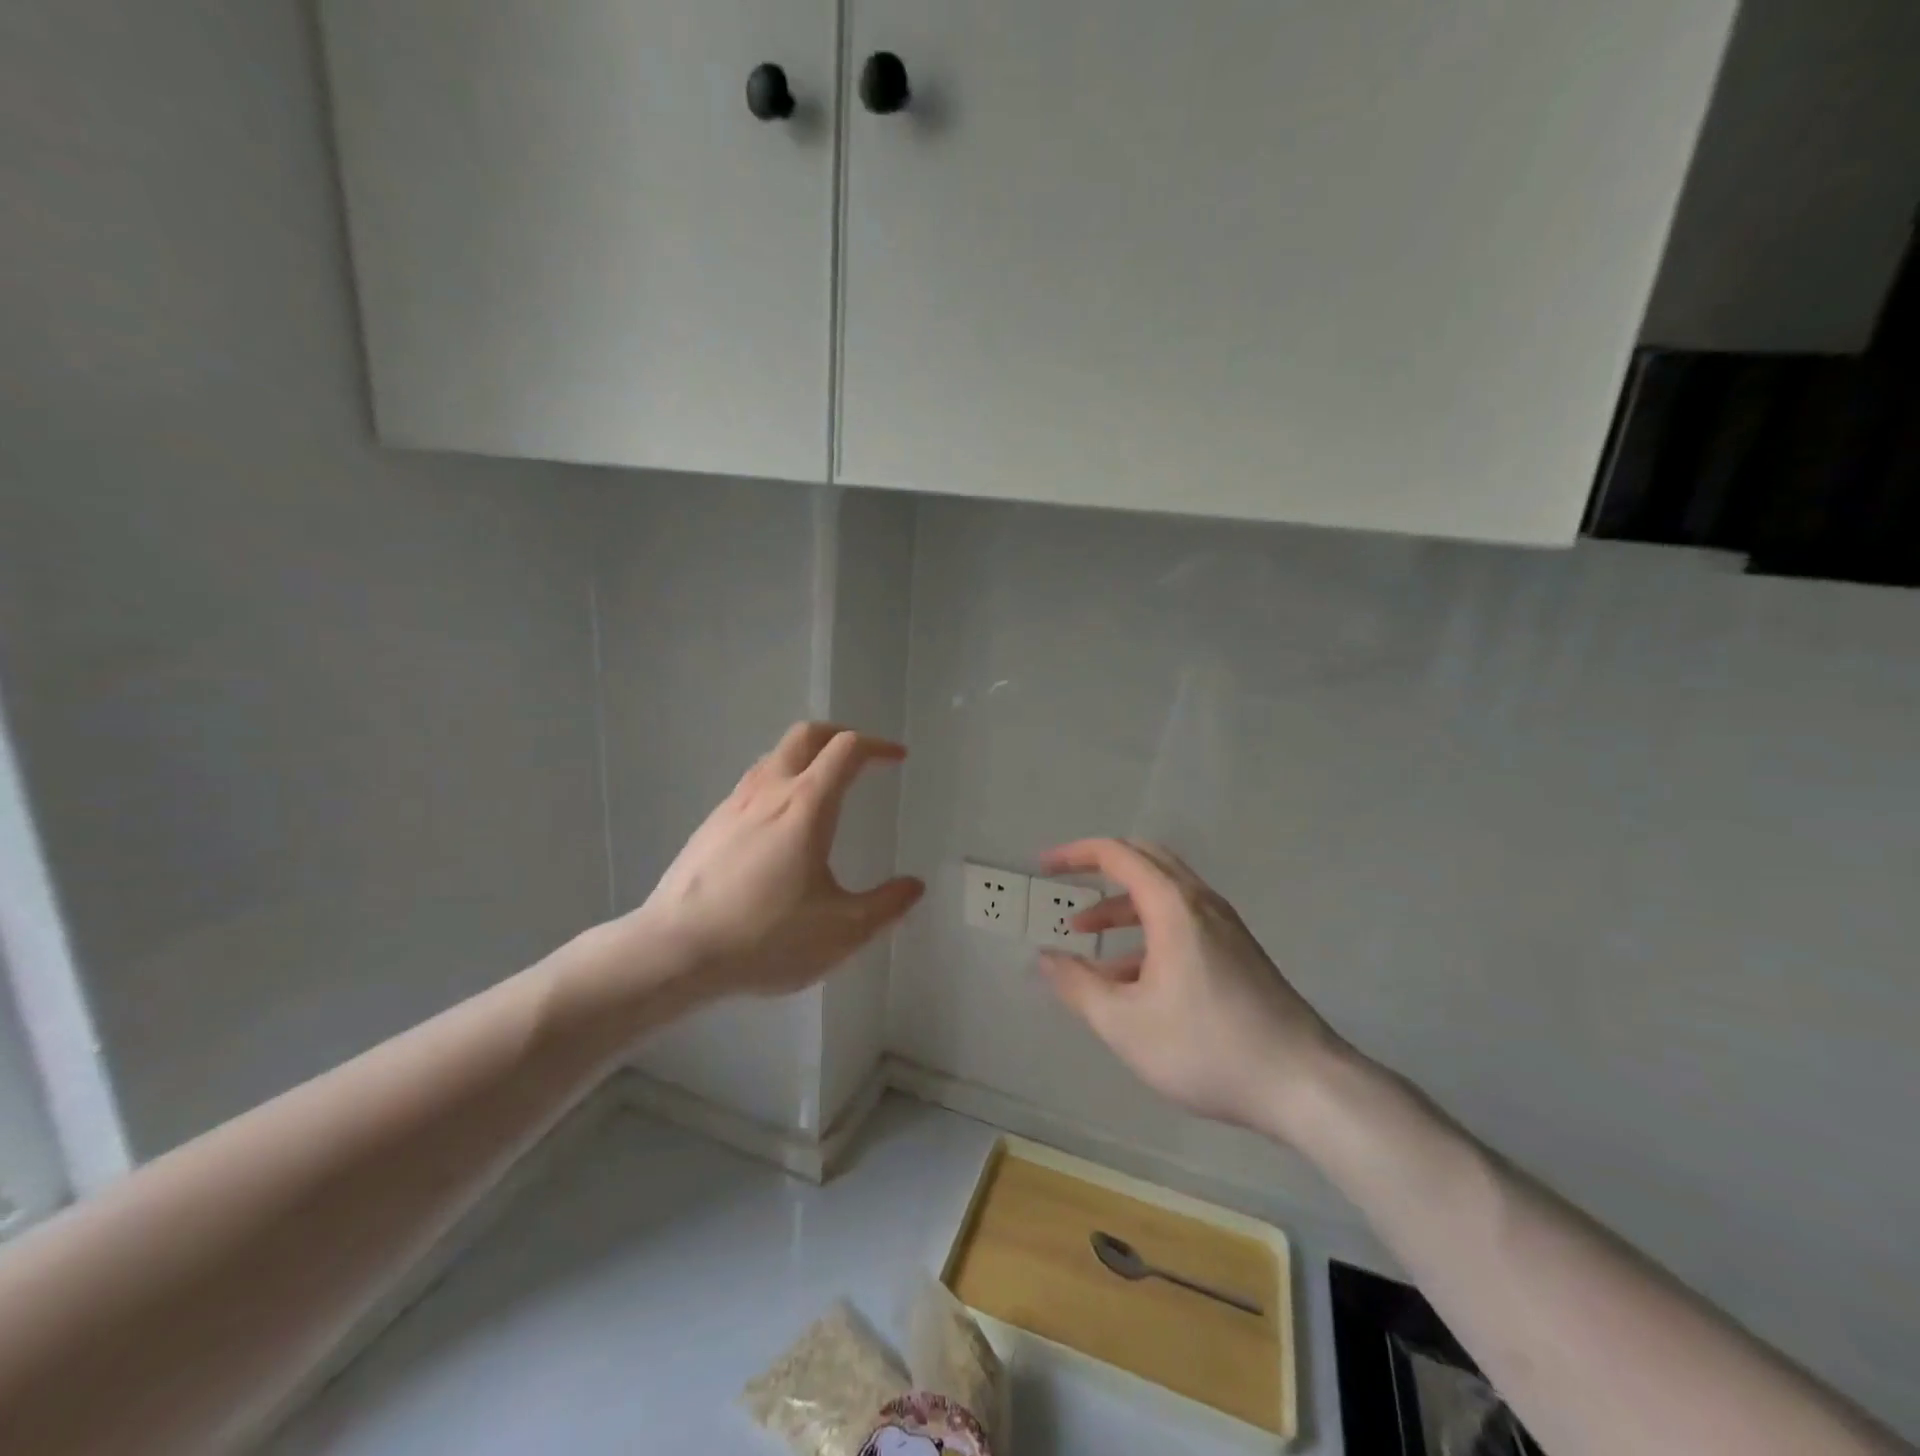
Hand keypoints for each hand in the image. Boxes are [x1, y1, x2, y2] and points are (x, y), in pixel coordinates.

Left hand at [633, 722, 924, 999]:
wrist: (673, 952)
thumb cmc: (765, 938)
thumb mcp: (842, 932)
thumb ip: (886, 907)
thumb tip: (914, 886)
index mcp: (806, 805)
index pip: (847, 750)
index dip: (878, 746)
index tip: (897, 759)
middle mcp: (769, 791)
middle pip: (806, 735)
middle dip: (840, 736)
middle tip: (861, 758)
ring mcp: (733, 805)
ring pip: (774, 756)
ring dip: (806, 757)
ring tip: (823, 788)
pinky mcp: (710, 825)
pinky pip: (752, 784)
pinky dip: (779, 782)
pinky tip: (780, 826)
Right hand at [1036, 839, 1346, 1137]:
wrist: (1304, 1084)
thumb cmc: (1207, 1048)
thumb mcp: (1125, 1024)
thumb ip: (1078, 986)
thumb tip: (1046, 958)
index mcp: (1173, 906)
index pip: (1117, 854)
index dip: (1074, 855)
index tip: (1043, 868)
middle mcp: (1201, 902)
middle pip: (1145, 860)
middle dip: (1099, 869)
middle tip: (1065, 886)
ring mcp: (1224, 926)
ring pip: (1163, 894)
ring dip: (1121, 906)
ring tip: (1085, 938)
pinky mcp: (1237, 951)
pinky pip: (1182, 921)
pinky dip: (1147, 930)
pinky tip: (1130, 977)